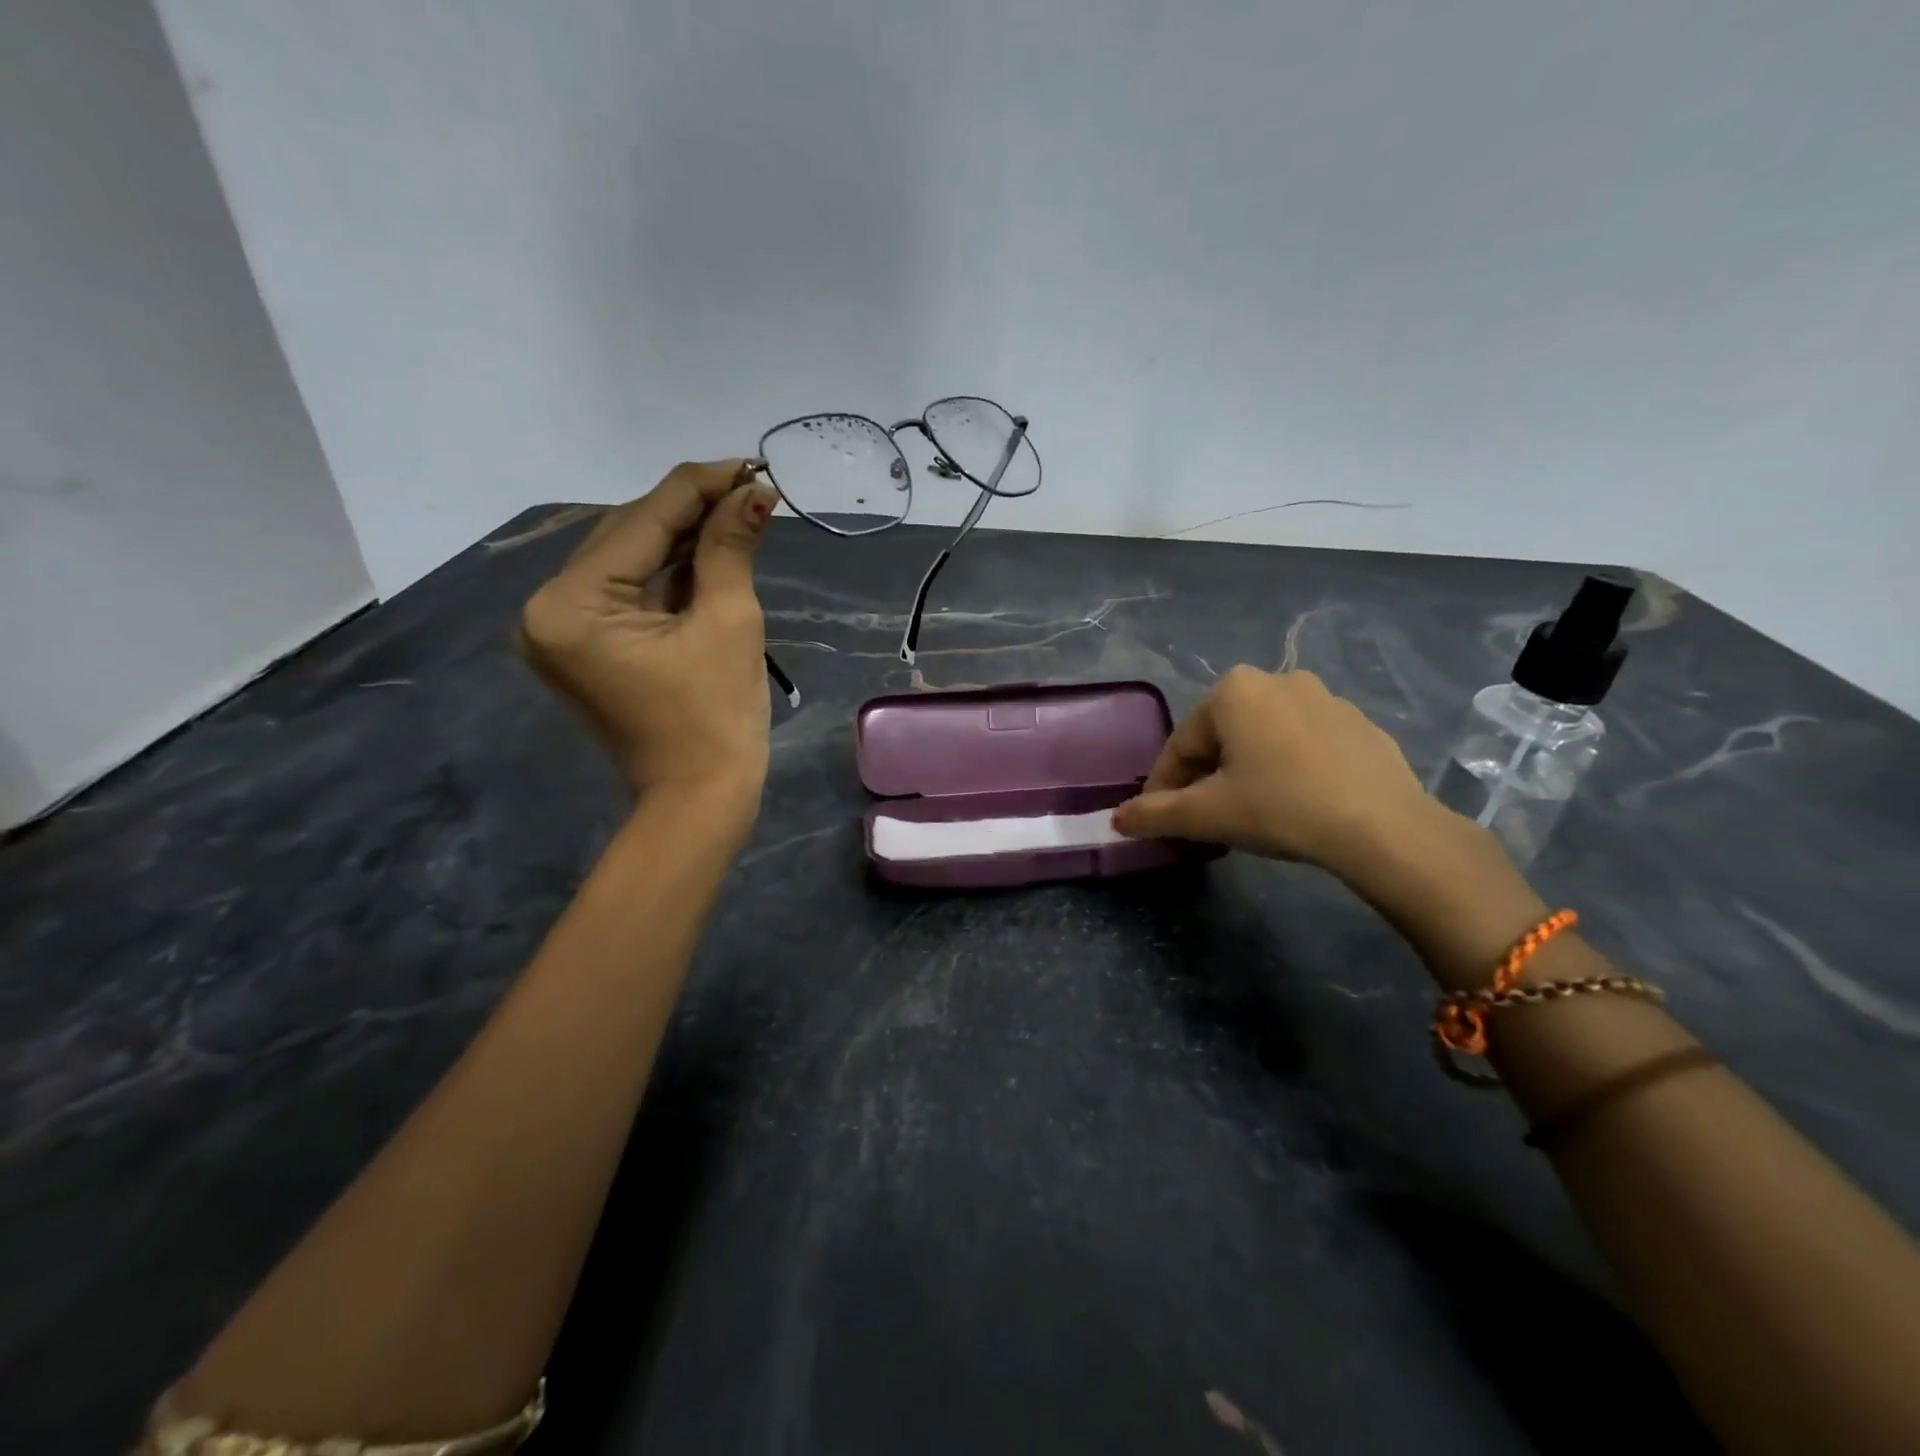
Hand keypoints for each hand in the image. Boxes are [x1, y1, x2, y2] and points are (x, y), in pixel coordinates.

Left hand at [518, 460, 776, 811]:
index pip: (640, 522)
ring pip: (629, 561)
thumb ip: (730, 547)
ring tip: (738, 511)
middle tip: (750, 487)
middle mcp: (549, 609)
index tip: (749, 464)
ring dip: (683, 537)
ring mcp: (562, 630)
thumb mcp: (728, 622)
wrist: (700, 798)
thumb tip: (755, 492)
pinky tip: (710, 548)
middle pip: (626, 536)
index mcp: (571, 605)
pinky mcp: (585, 645)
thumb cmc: (718, 717)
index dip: (699, 487)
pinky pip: (629, 592)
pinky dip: (670, 572)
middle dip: (690, 509)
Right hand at [1113, 666, 1450, 883]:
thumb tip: (1117, 819)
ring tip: (1249, 812)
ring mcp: (1325, 699)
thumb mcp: (1207, 815)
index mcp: (1233, 691)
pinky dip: (1288, 769)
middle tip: (1204, 817)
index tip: (1159, 818)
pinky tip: (1295, 803)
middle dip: (1205, 776)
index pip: (1181, 744)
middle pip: (1221, 737)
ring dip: (1245, 771)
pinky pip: (1304, 745)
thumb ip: (1154, 814)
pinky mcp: (1359, 724)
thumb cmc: (1280, 807)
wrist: (1384, 827)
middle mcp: (1277, 680)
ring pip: (1263, 739)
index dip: (1164, 785)